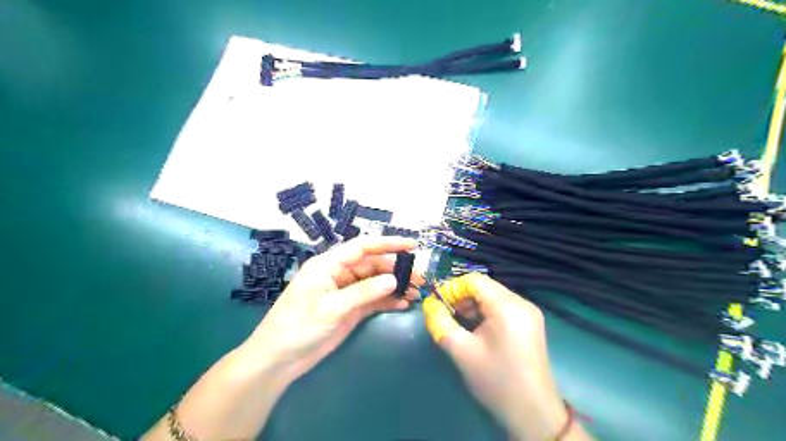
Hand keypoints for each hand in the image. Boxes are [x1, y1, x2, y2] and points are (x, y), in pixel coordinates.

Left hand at [245, 236, 420, 387]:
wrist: (279, 359)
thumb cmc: (298, 326)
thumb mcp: (331, 307)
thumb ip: (363, 292)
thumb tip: (393, 281)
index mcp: (329, 264)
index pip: (362, 247)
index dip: (387, 243)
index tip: (411, 245)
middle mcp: (340, 274)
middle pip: (373, 265)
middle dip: (396, 270)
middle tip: (419, 279)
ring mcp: (346, 292)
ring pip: (375, 283)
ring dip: (395, 286)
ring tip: (416, 292)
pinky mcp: (350, 309)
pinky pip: (373, 300)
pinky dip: (388, 300)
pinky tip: (403, 303)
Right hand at [425, 274, 581, 438]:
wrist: (533, 412)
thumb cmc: (495, 380)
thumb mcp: (461, 351)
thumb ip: (440, 322)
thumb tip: (429, 304)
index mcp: (507, 306)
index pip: (475, 280)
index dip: (452, 288)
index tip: (438, 304)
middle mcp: (521, 302)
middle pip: (485, 286)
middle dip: (462, 297)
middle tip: (446, 314)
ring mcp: (529, 312)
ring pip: (493, 296)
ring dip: (473, 305)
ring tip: (459, 323)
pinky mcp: (531, 323)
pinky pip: (503, 307)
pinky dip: (486, 312)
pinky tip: (477, 329)